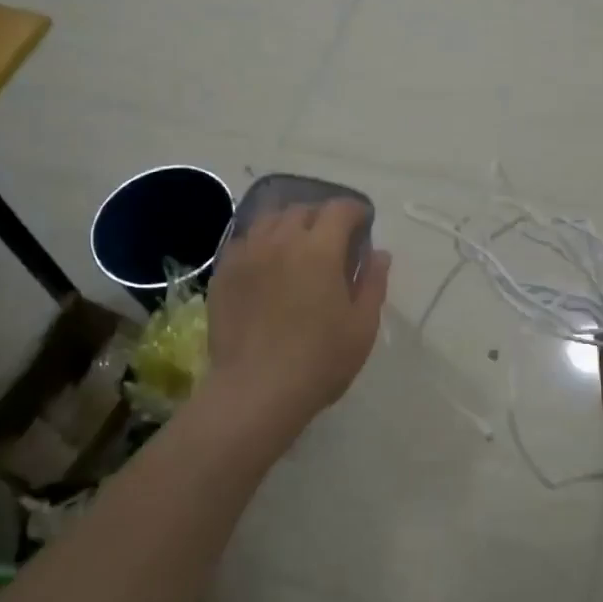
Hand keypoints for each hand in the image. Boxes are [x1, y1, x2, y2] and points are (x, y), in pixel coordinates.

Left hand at [206, 198, 390, 432]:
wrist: (256, 391)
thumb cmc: (319, 361)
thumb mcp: (362, 326)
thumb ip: (373, 283)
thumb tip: (379, 253)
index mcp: (320, 249)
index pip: (339, 210)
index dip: (355, 211)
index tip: (363, 223)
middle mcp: (281, 241)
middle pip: (302, 210)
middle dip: (322, 216)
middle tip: (332, 238)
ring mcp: (247, 255)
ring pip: (268, 220)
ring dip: (289, 223)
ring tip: (296, 243)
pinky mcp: (223, 273)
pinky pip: (244, 241)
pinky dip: (261, 242)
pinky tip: (266, 262)